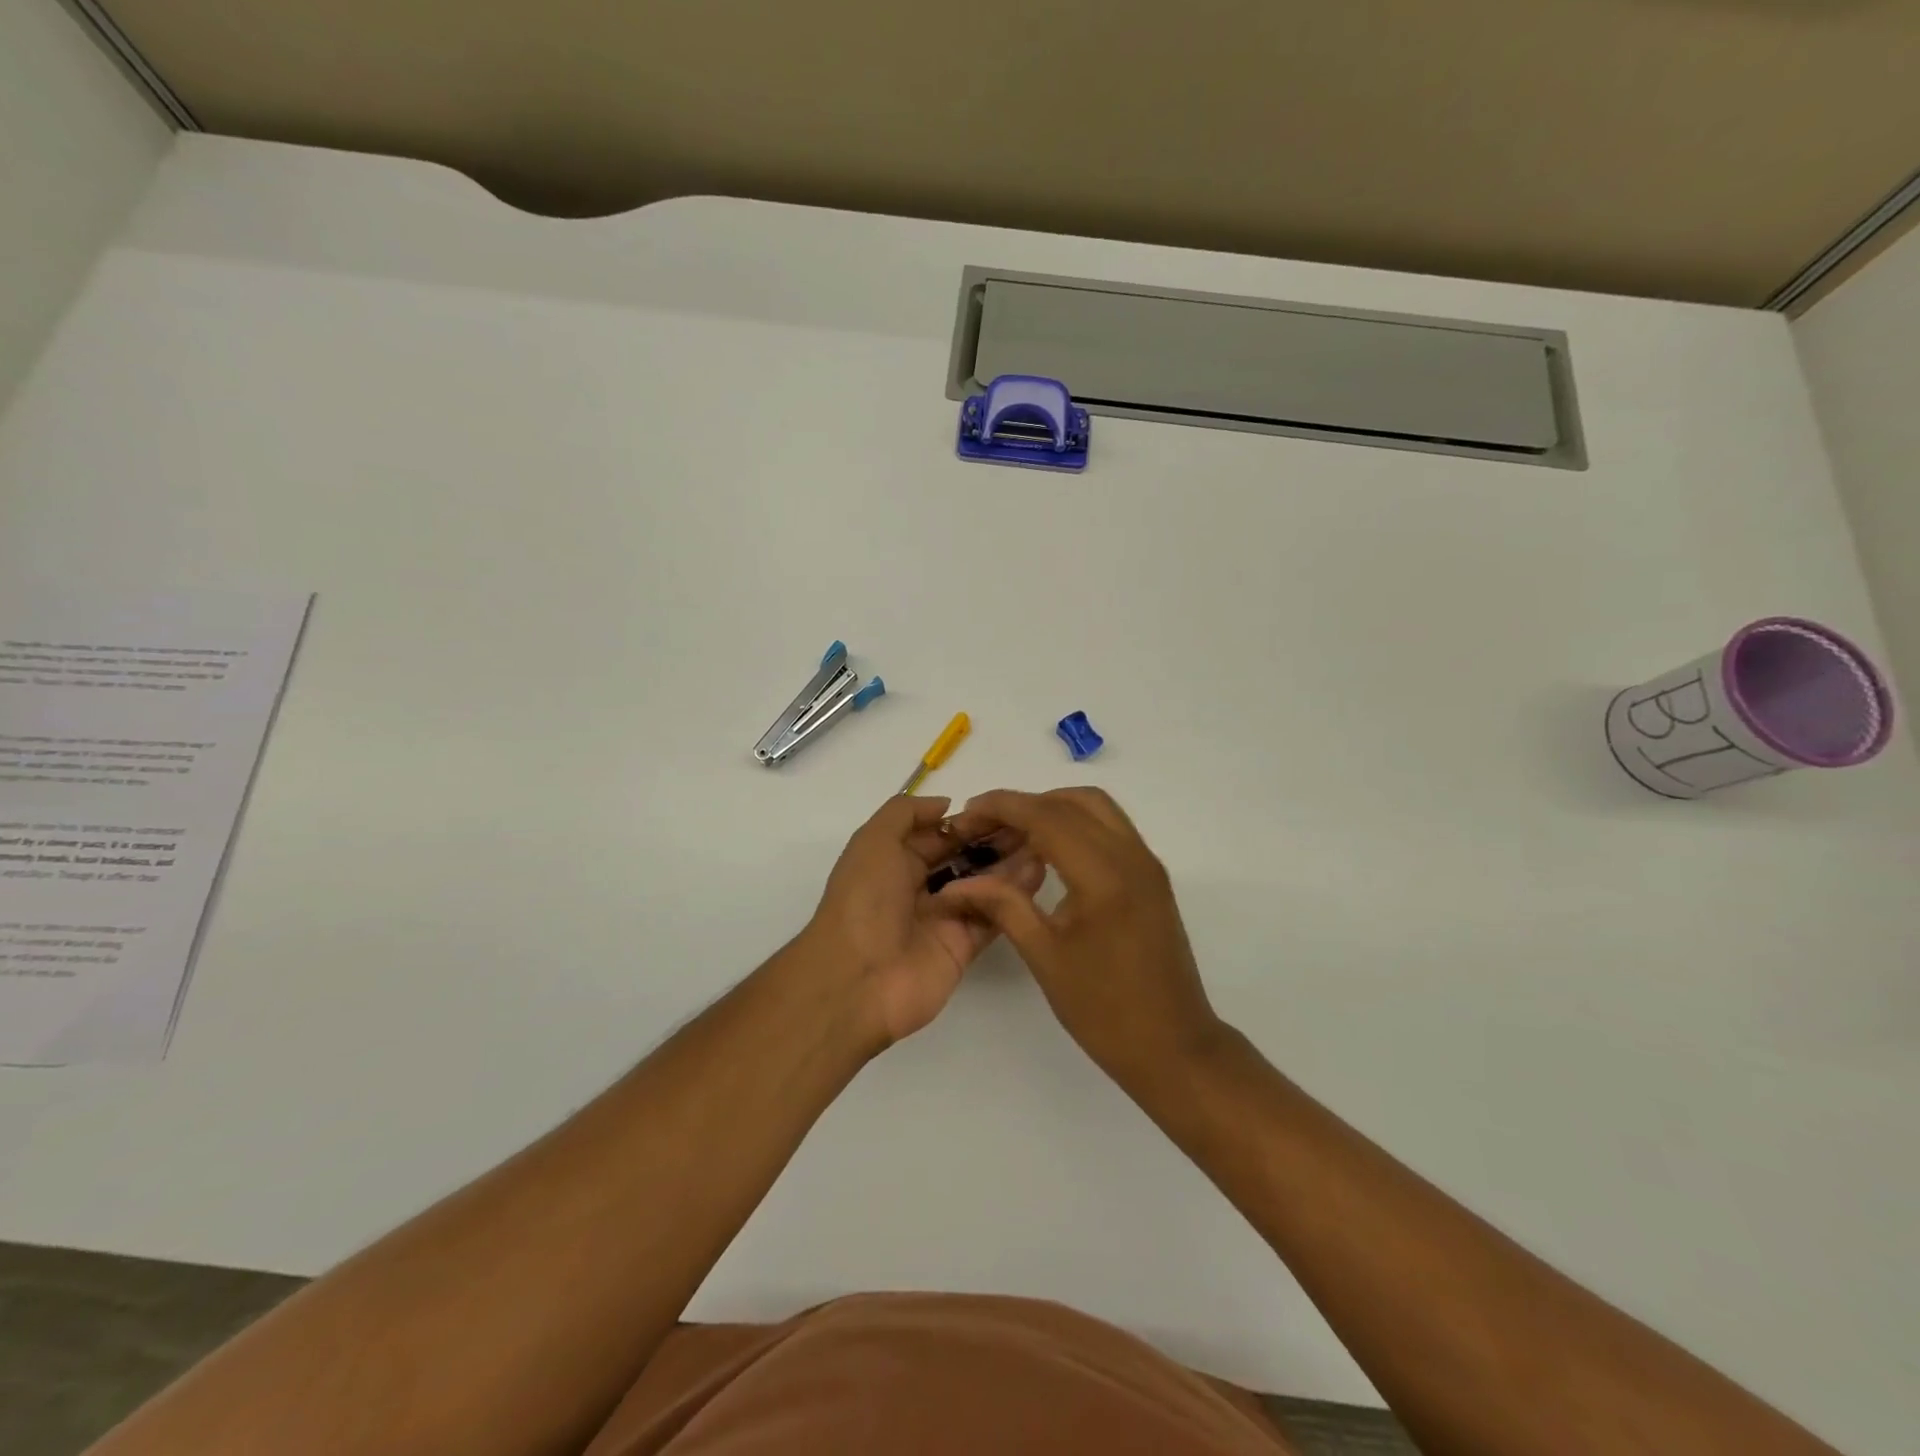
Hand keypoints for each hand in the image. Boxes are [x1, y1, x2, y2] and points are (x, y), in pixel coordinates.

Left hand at [802, 795, 1043, 1047]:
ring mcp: (943, 918)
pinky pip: (992, 914)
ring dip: (1010, 863)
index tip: (1004, 808)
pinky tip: (1038, 871)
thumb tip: (946, 805)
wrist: (858, 980)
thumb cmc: (864, 901)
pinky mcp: (963, 946)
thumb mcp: (873, 841)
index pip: (939, 834)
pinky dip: (1014, 895)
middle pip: (964, 857)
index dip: (969, 821)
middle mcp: (919, 887)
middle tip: (1033, 824)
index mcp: (894, 861)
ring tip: (1043, 843)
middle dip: (994, 840)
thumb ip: (906, 813)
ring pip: (983, 884)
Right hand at [936, 788, 1223, 1083]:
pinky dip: (1075, 824)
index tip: (966, 815)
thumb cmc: (1104, 1010)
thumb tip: (955, 883)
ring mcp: (1147, 863)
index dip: (1002, 807)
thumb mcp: (1045, 956)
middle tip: (986, 827)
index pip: (1046, 816)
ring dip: (1052, 809)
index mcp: (1104, 875)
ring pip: (1096, 808)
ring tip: (1013, 836)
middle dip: (1025, 804)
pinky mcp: (1151, 876)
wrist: (1174, 1047)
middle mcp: (1131, 855)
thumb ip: (1002, 905)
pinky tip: (1048, 853)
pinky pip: (1110, 828)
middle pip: (1072, 801)